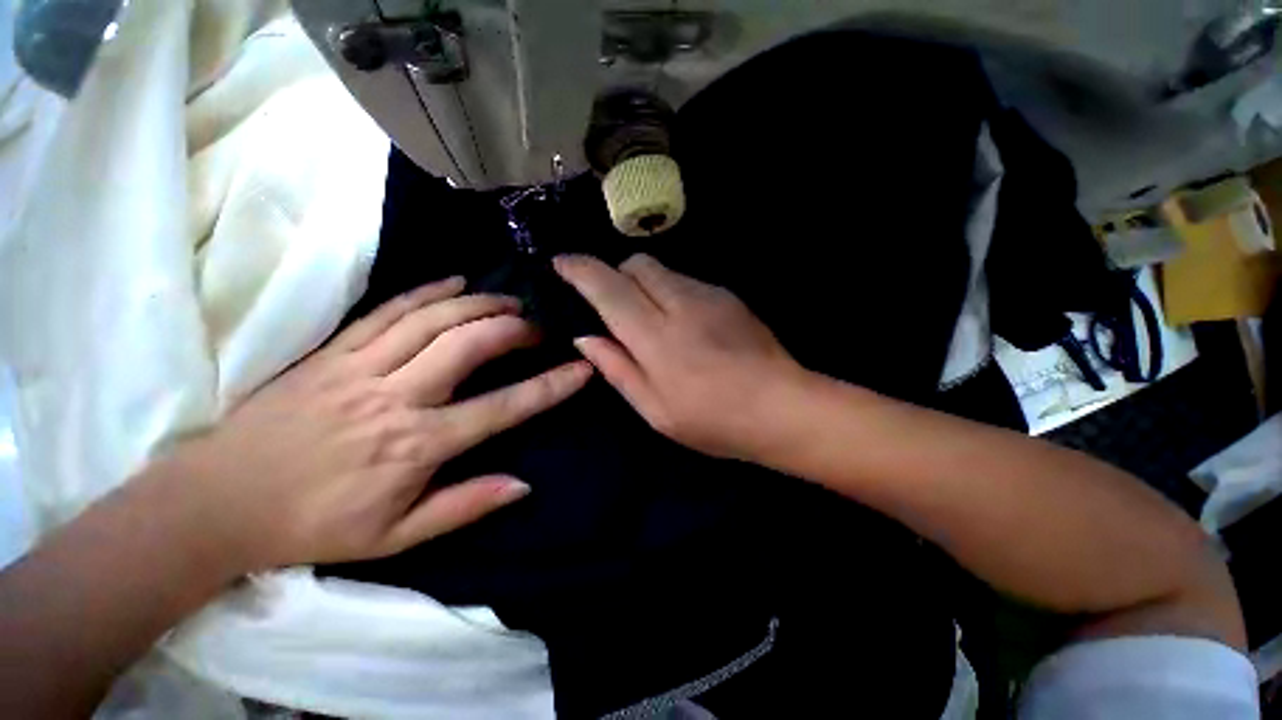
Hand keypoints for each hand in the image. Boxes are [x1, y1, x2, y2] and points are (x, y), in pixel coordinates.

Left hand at [146, 277, 591, 573]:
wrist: (218, 503)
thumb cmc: (314, 525)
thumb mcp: (396, 536)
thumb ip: (464, 506)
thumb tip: (523, 484)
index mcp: (417, 445)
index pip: (503, 407)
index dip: (549, 386)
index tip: (581, 369)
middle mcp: (397, 397)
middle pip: (469, 345)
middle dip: (514, 329)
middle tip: (538, 327)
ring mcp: (361, 367)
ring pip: (433, 319)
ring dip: (480, 304)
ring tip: (510, 301)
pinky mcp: (332, 352)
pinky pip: (388, 311)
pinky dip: (427, 292)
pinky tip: (456, 283)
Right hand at [554, 254, 804, 460]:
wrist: (782, 407)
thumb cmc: (714, 420)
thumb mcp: (655, 410)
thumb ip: (618, 369)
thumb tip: (586, 337)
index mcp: (656, 338)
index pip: (608, 288)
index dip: (580, 270)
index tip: (561, 263)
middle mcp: (680, 304)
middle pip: (636, 264)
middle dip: (615, 274)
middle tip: (614, 305)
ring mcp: (708, 294)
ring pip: (662, 270)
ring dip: (644, 285)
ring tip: (652, 320)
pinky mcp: (728, 295)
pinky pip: (685, 280)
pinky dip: (670, 292)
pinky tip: (684, 324)